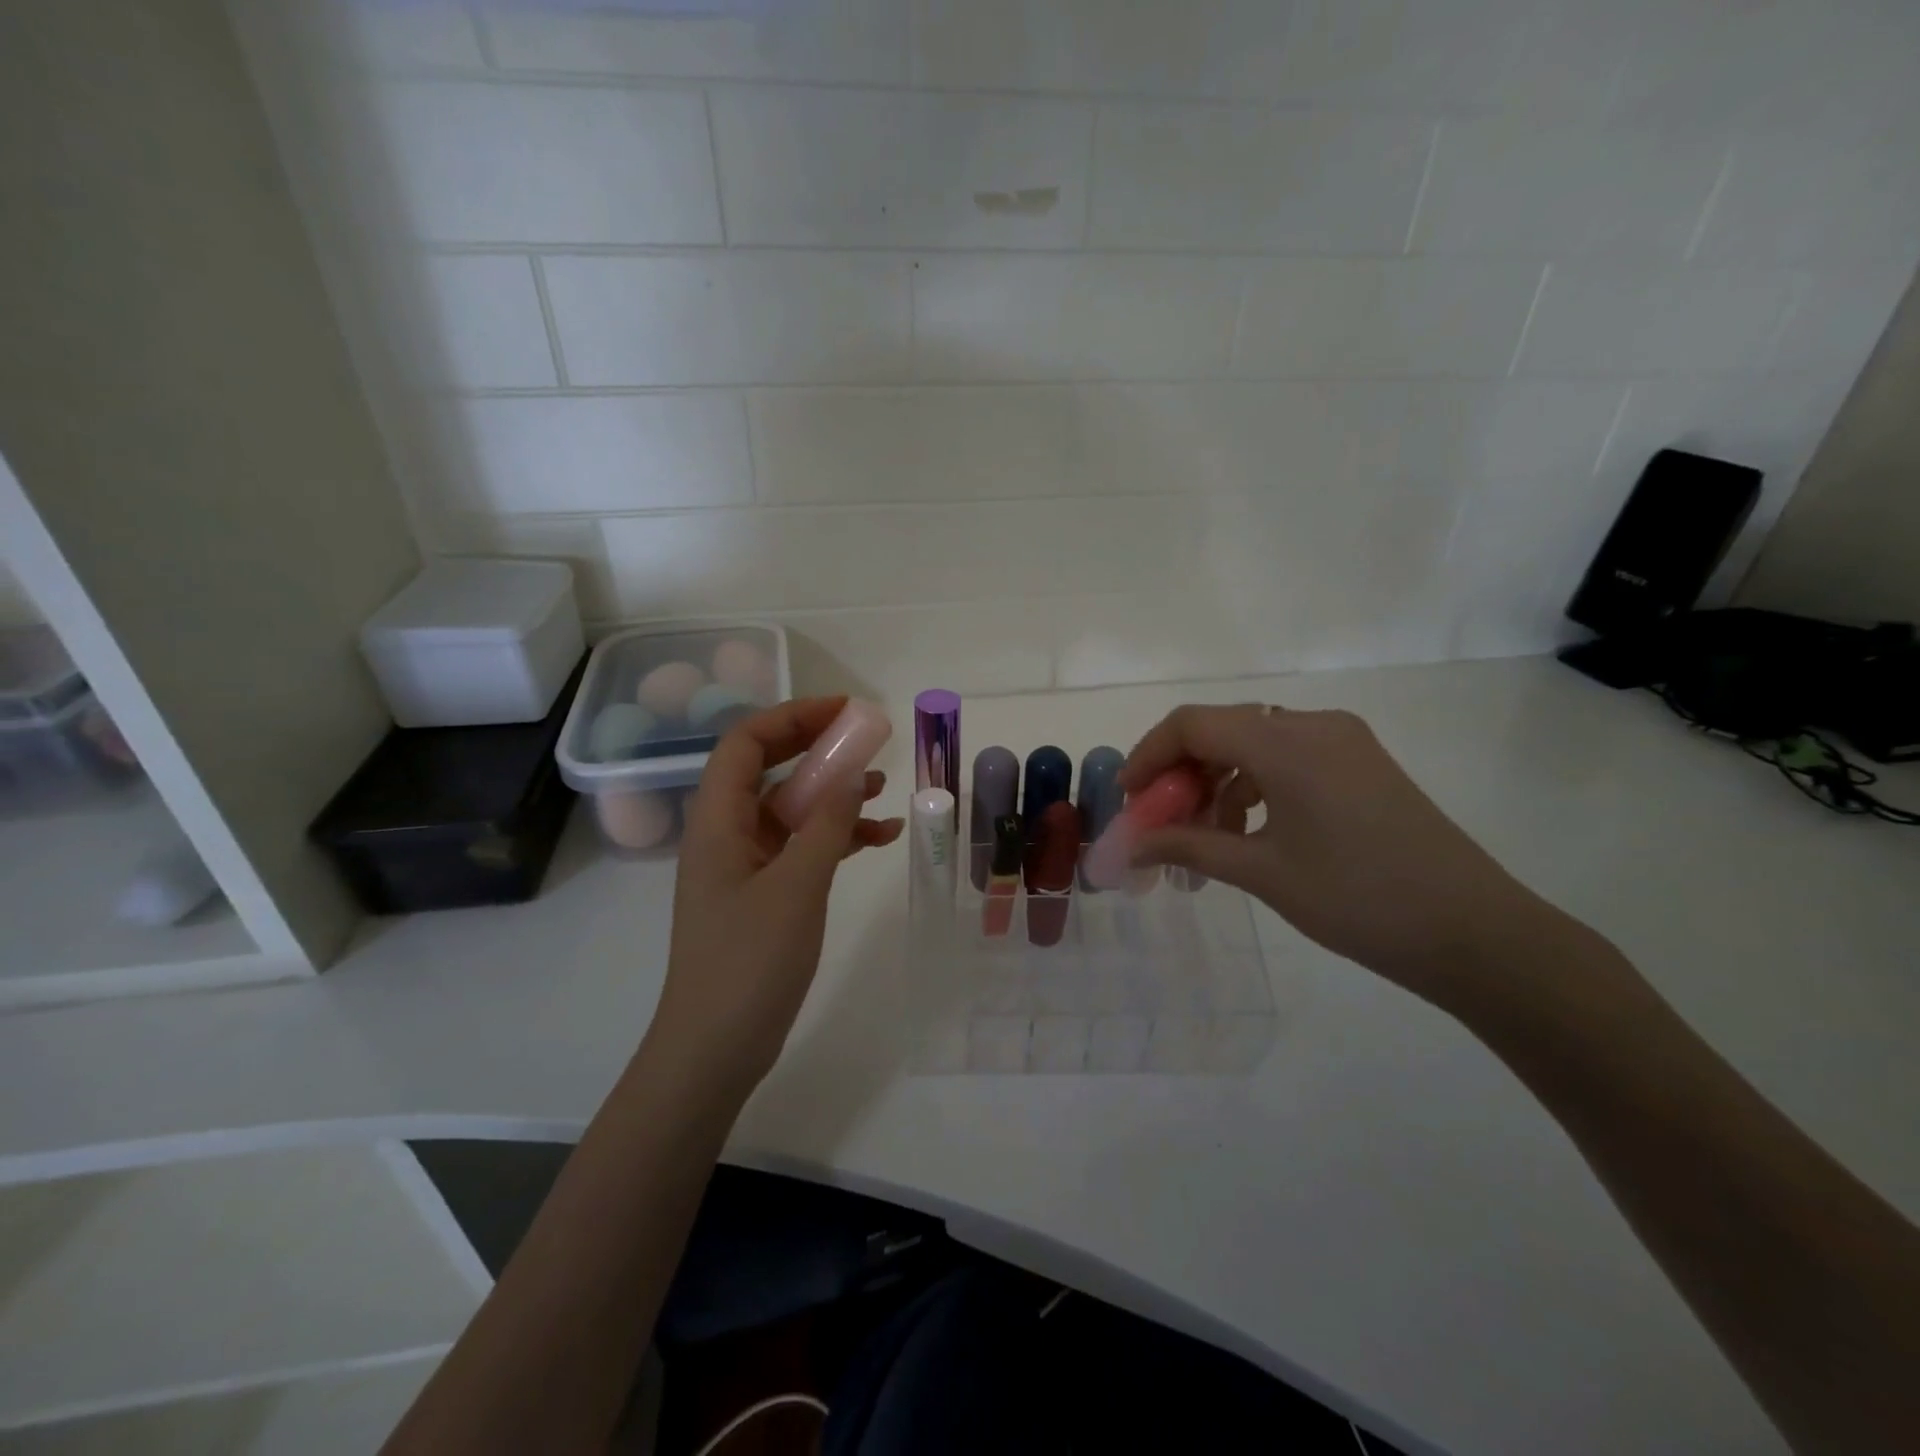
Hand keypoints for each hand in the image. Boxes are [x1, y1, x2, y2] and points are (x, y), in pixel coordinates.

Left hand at [654, 697, 902, 1087]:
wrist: (715, 1048)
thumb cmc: (748, 963)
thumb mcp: (796, 886)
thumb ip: (827, 825)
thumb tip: (853, 772)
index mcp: (718, 821)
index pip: (746, 744)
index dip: (792, 717)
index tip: (844, 711)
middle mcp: (727, 834)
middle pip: (770, 770)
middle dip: (817, 749)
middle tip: (868, 740)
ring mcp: (746, 865)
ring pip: (790, 810)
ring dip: (833, 795)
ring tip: (883, 789)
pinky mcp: (764, 894)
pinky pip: (802, 848)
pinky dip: (836, 838)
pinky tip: (878, 839)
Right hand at [1120, 704, 1556, 1003]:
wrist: (1475, 933)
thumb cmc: (1358, 899)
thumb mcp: (1262, 872)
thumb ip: (1188, 847)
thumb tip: (1130, 846)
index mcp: (1287, 742)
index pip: (1193, 724)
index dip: (1148, 755)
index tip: (1128, 798)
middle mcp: (1313, 725)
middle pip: (1221, 730)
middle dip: (1180, 775)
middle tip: (1159, 824)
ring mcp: (1342, 743)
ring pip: (1253, 746)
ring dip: (1216, 785)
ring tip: (1200, 841)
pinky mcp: (1360, 764)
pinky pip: (1286, 760)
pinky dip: (1253, 788)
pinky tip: (1246, 833)